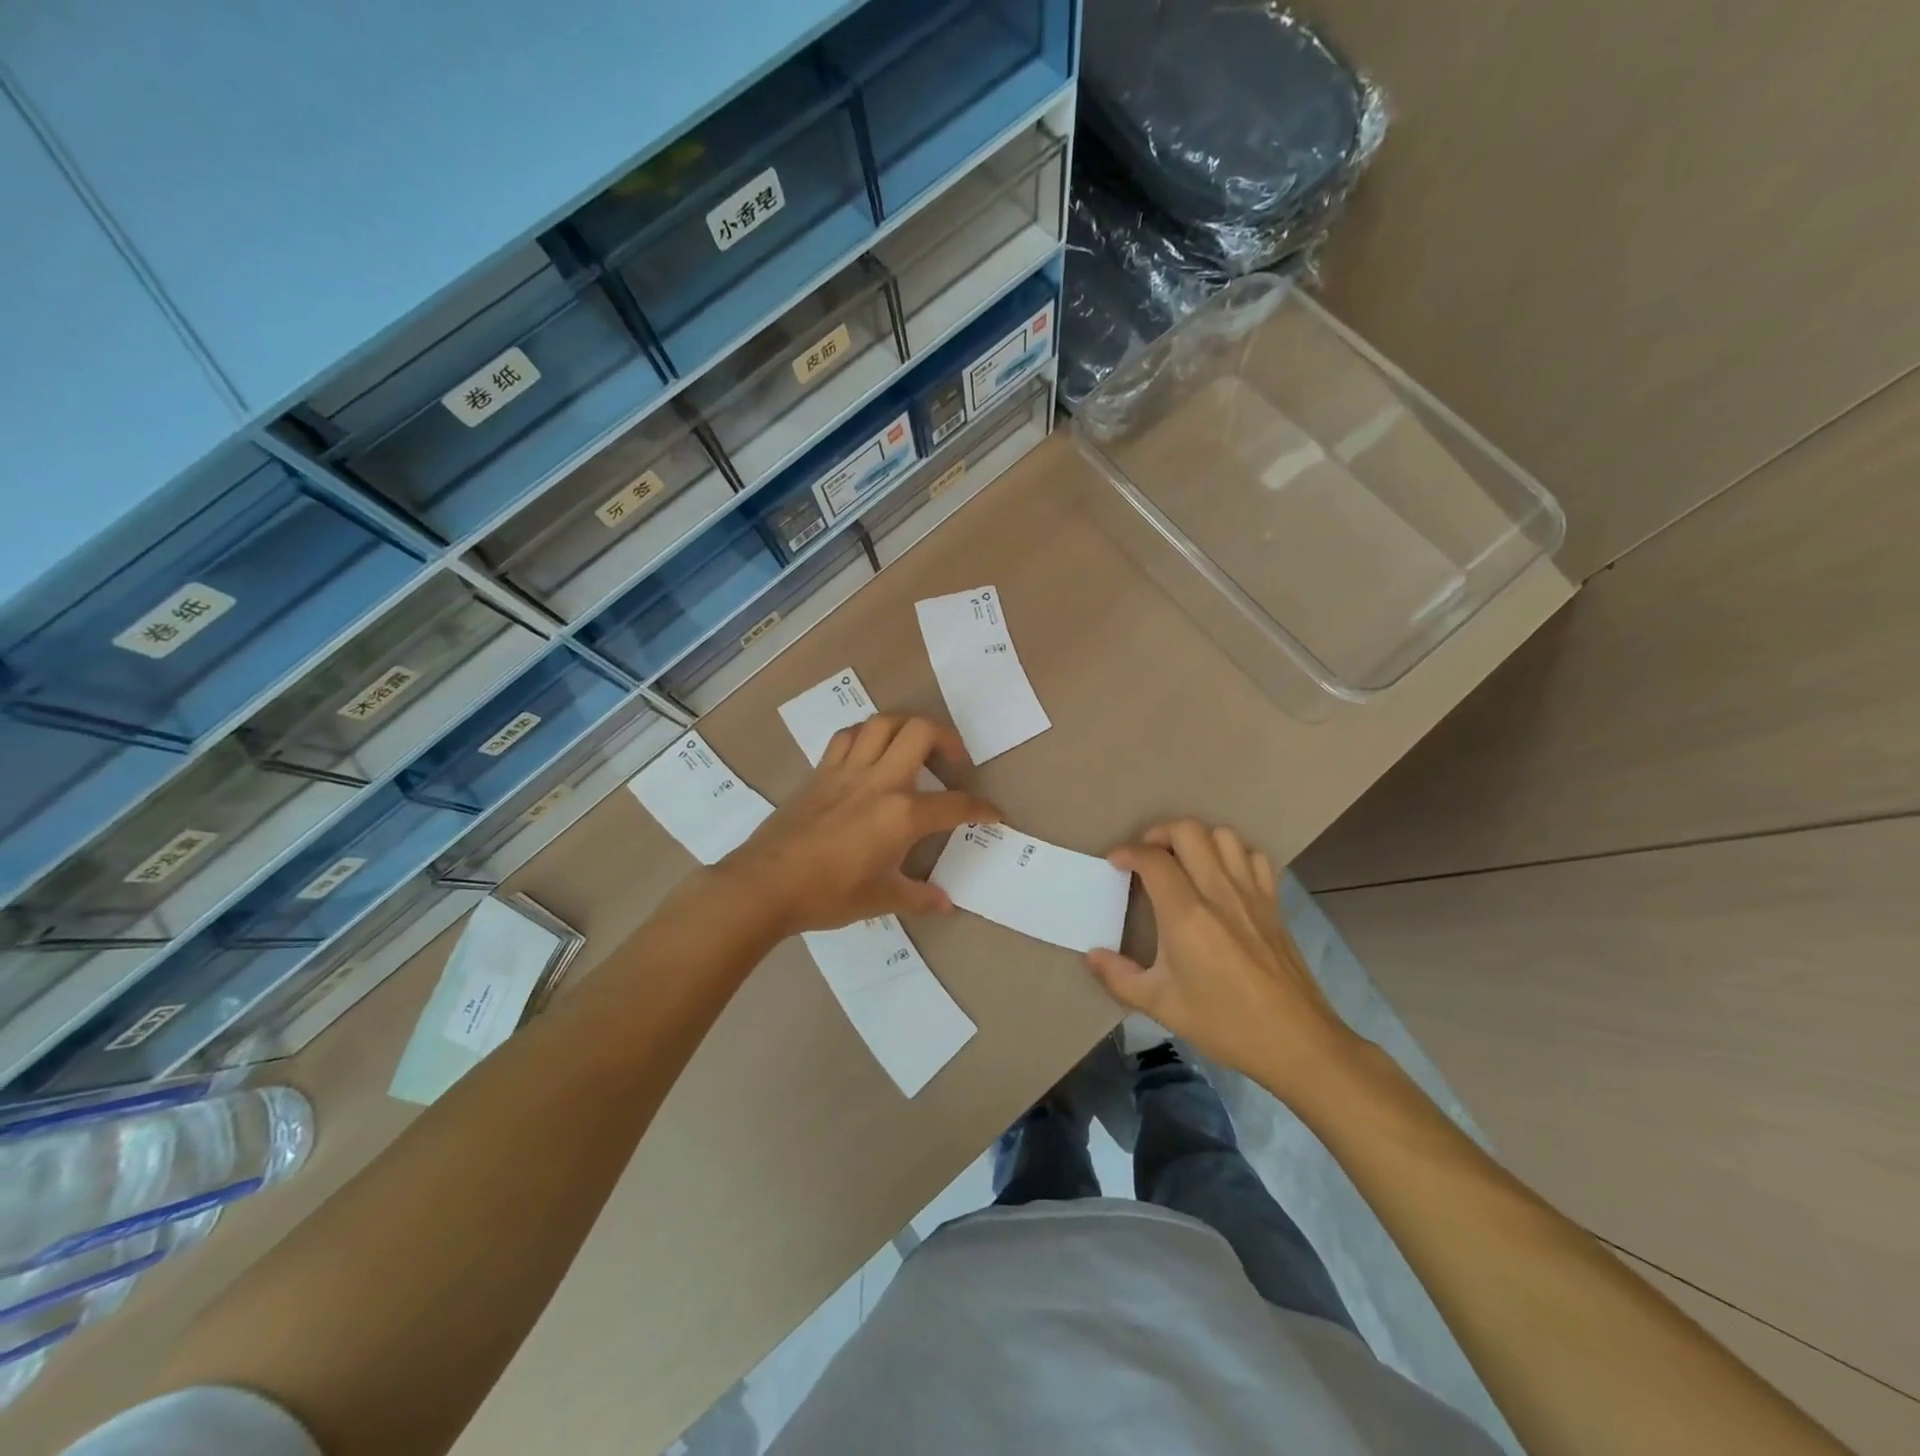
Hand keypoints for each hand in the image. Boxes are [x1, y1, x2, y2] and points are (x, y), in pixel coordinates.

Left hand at [719, 714, 998, 935]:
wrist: (766, 884)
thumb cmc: (829, 894)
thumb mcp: (881, 899)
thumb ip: (919, 897)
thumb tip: (946, 903)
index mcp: (903, 814)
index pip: (956, 804)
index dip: (981, 808)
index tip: (993, 814)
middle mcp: (880, 781)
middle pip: (922, 732)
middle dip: (948, 740)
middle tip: (954, 763)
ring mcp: (847, 770)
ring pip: (883, 723)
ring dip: (906, 727)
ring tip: (914, 749)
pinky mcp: (821, 771)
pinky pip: (848, 737)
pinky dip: (865, 736)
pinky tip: (869, 754)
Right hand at [1088, 820, 1355, 1088]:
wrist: (1296, 1041)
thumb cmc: (1225, 1023)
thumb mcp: (1161, 1006)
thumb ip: (1119, 976)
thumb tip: (1092, 955)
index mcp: (1186, 915)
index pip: (1152, 859)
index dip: (1127, 852)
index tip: (1115, 863)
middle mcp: (1219, 892)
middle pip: (1188, 831)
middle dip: (1159, 834)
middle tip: (1146, 857)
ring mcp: (1251, 893)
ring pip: (1223, 835)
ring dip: (1197, 839)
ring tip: (1182, 861)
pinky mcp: (1274, 902)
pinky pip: (1254, 857)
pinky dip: (1234, 854)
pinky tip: (1223, 876)